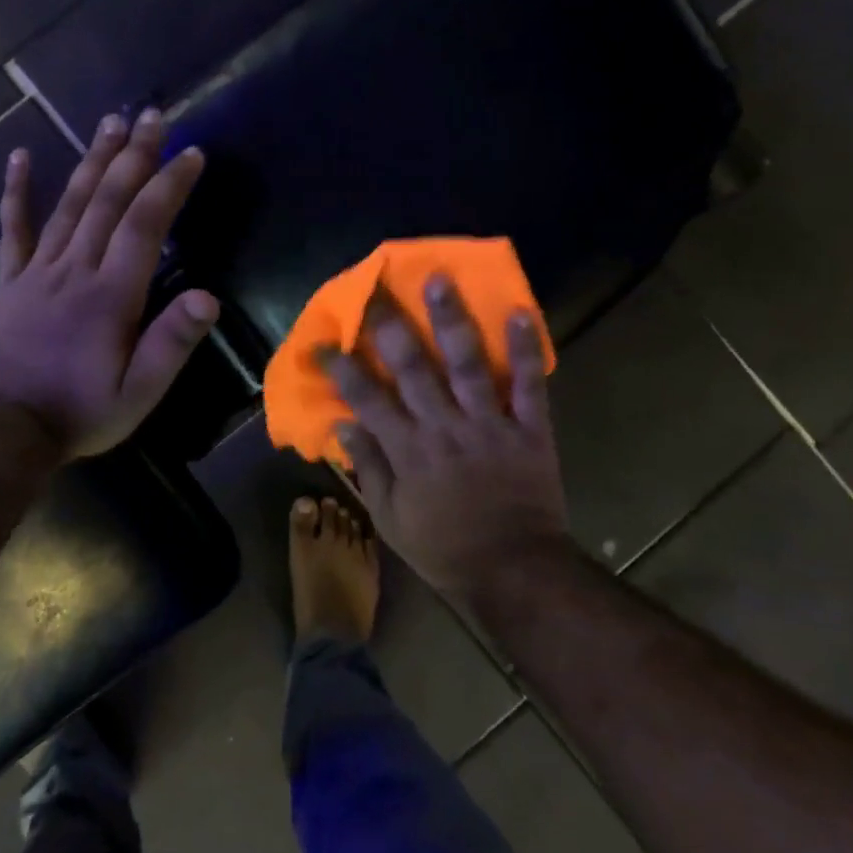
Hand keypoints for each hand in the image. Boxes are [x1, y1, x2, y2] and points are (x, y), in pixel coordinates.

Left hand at [0, 109, 218, 458]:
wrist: (7, 431)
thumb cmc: (82, 412)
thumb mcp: (139, 393)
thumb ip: (171, 343)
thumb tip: (209, 297)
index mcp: (111, 295)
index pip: (145, 224)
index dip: (169, 184)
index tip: (191, 152)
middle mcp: (75, 270)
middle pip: (108, 200)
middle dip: (135, 155)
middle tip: (154, 116)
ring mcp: (38, 271)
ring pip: (70, 204)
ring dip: (93, 160)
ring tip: (111, 123)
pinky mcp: (12, 281)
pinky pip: (13, 229)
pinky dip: (16, 192)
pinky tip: (20, 157)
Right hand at [321, 278, 569, 598]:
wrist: (515, 571)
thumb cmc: (444, 547)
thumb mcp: (390, 517)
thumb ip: (369, 467)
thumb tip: (344, 422)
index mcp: (407, 450)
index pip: (366, 398)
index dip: (341, 367)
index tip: (323, 340)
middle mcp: (443, 428)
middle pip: (412, 369)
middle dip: (390, 326)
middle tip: (376, 289)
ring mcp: (488, 425)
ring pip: (466, 365)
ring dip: (451, 321)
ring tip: (440, 281)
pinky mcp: (529, 430)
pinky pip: (529, 386)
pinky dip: (525, 351)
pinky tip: (519, 313)